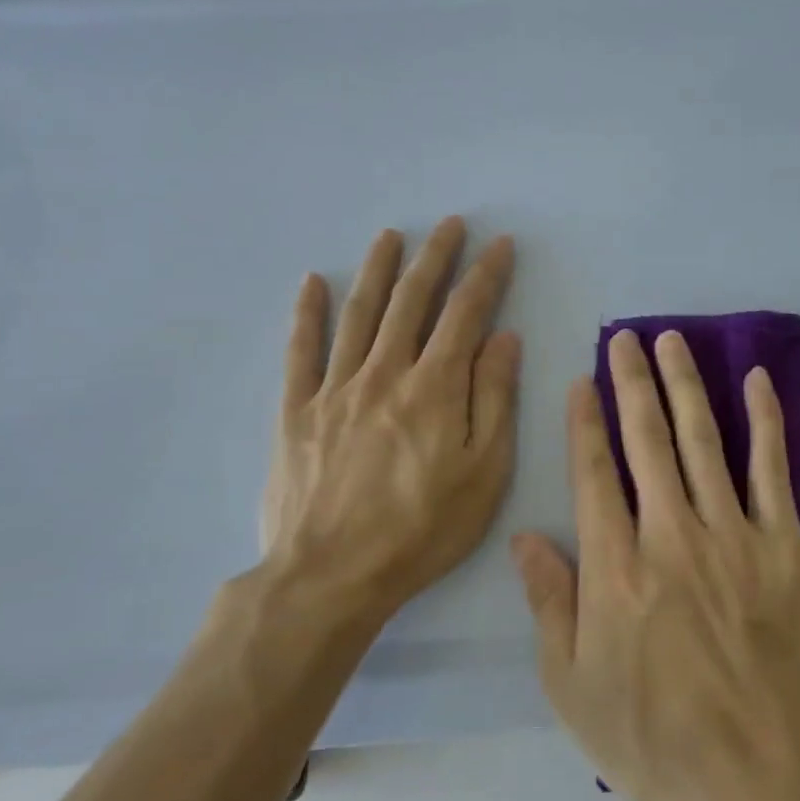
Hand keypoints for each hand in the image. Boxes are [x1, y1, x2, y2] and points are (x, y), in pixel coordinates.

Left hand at [259, 218, 520, 628]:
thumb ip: (494, 399)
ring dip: (377, 270)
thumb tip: (502, 339)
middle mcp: (385, 372)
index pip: (465, 314)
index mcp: (435, 387)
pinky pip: (301, 352)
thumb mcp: (484, 472)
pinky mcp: (297, 411)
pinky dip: (307, 314)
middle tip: (449, 224)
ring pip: (359, 314)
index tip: (499, 245)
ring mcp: (335, 389)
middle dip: (434, 257)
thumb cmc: (423, 529)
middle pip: (411, 301)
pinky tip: (312, 283)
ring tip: (391, 236)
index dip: (485, 276)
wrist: (331, 576)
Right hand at [512, 329, 799, 800]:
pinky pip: (772, 470)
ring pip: (703, 440)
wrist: (764, 772)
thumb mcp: (574, 690)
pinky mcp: (783, 545)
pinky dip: (765, 421)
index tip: (580, 382)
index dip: (584, 423)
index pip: (594, 474)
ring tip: (672, 341)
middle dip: (631, 383)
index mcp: (615, 567)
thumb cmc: (657, 740)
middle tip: (625, 337)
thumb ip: (549, 605)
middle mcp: (670, 533)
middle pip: (647, 440)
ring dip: (685, 385)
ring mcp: (731, 534)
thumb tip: (523, 538)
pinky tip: (755, 381)